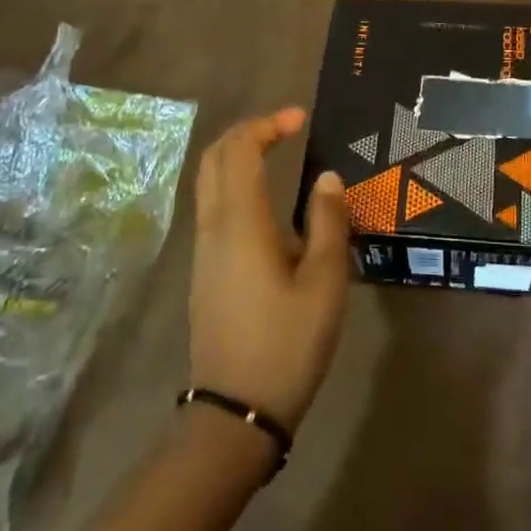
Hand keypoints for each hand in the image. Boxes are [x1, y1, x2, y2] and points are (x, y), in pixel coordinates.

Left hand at [188, 109, 349, 432]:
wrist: (235, 412)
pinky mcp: (204, 270)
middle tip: (284, 127)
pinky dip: (233, 183)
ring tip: (276, 153)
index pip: (241, 150)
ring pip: (208, 182)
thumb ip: (328, 222)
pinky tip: (265, 202)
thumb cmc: (288, 343)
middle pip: (214, 158)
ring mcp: (203, 250)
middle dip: (246, 132)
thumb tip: (327, 177)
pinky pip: (212, 206)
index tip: (300, 117)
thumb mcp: (325, 282)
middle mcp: (213, 227)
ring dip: (236, 156)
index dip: (267, 124)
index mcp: (242, 222)